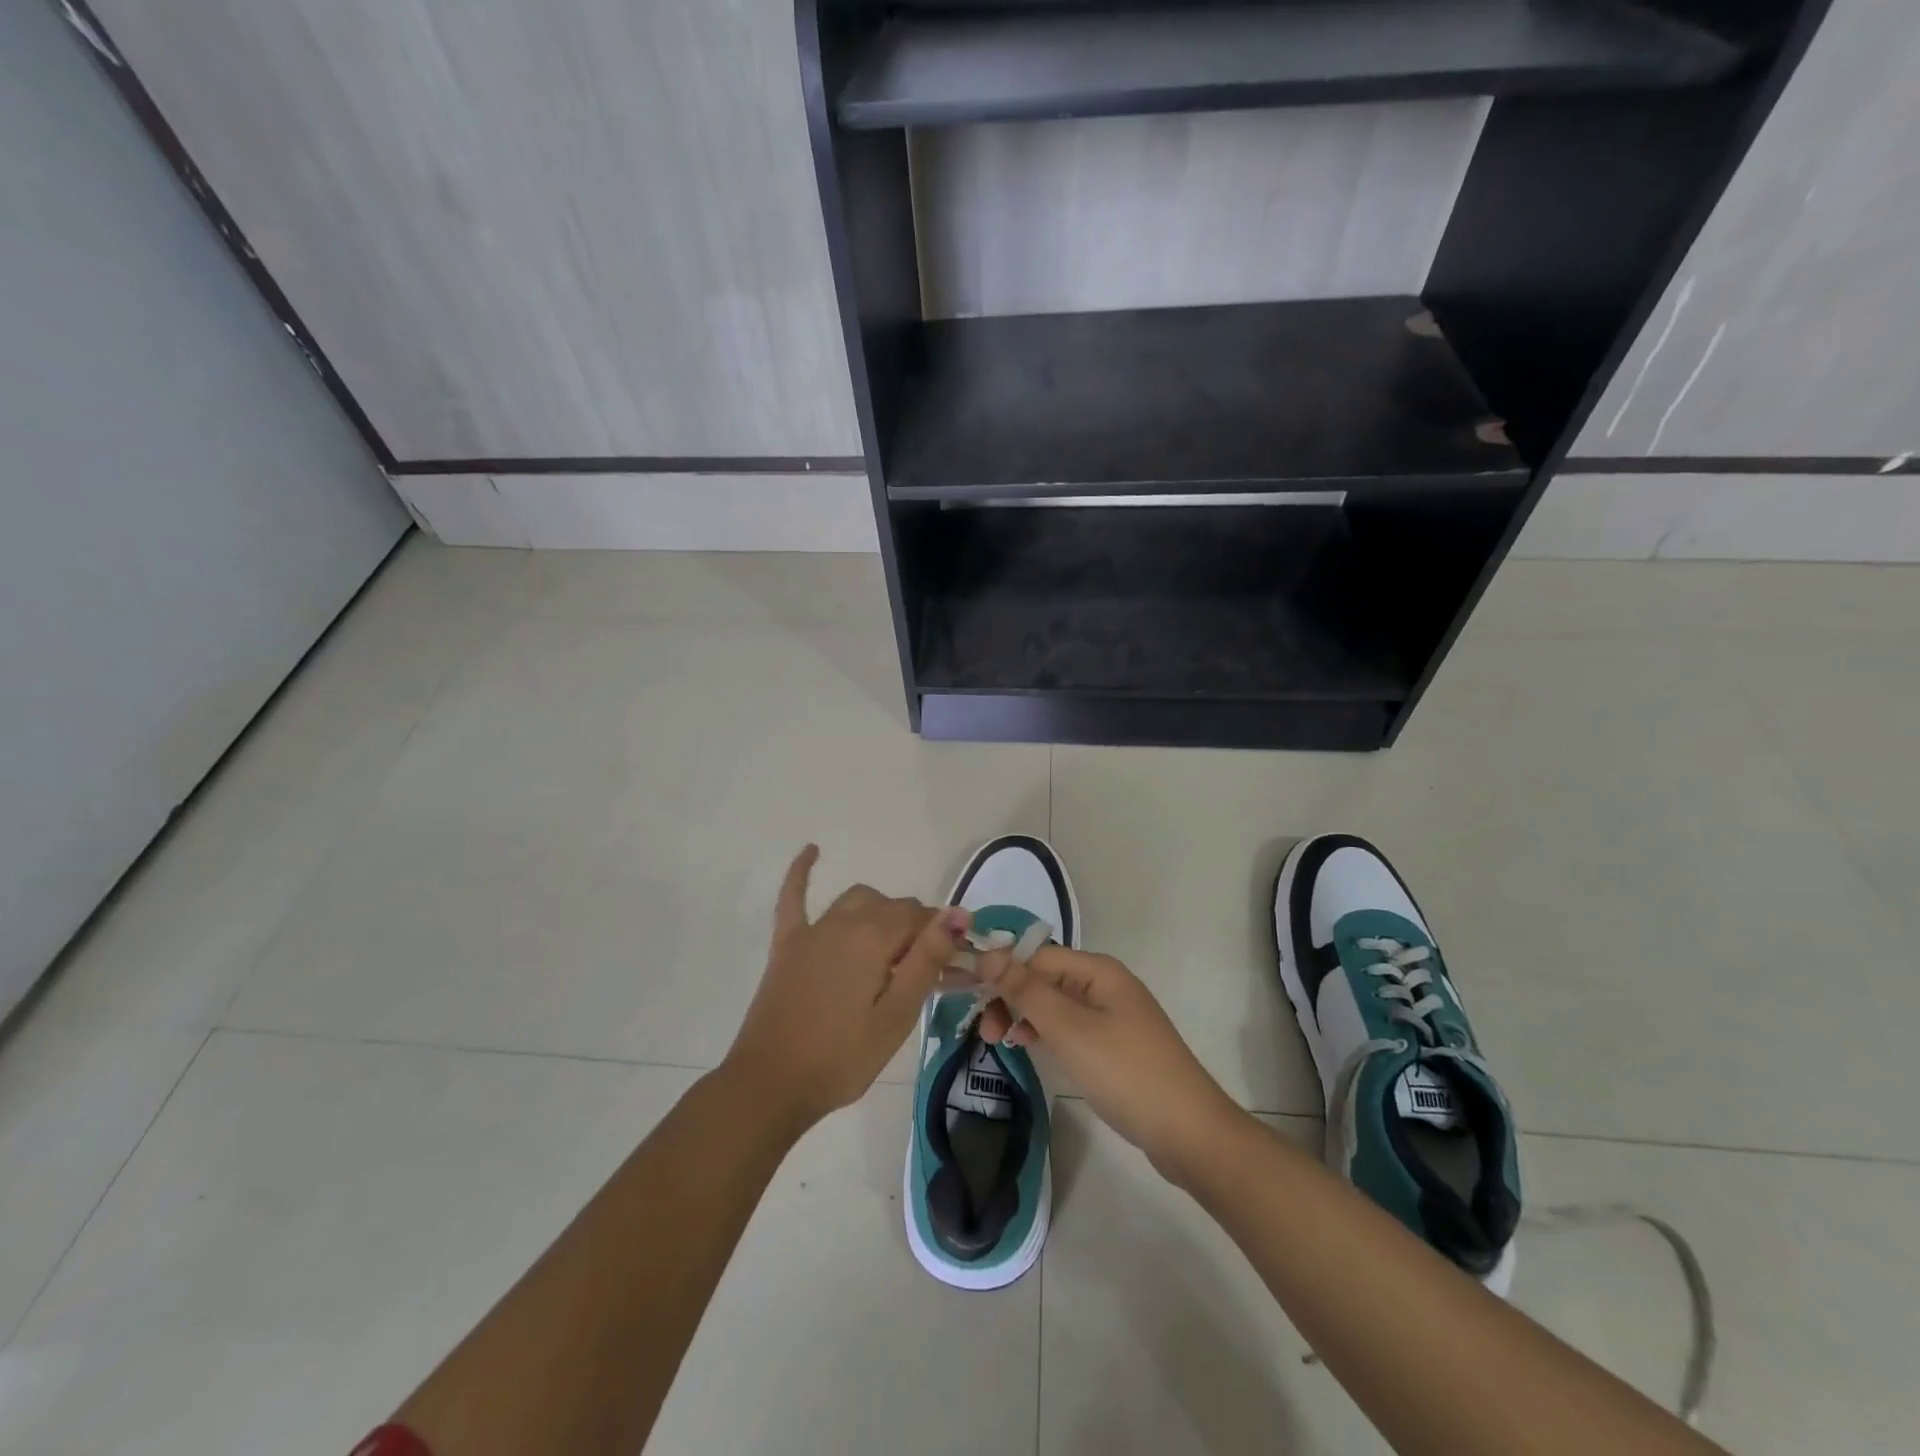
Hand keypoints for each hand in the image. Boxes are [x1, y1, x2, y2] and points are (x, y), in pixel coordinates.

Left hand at [724, 845, 964, 1130]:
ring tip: (892, 945)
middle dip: (915, 929)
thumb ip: (926, 960)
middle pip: (892, 908)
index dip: (942, 937)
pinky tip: (812, 850)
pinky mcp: (787, 944)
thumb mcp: (897, 1015)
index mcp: (874, 938)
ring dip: (880, 912)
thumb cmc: (842, 1057)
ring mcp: (812, 930)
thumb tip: (957, 914)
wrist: (771, 1085)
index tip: (954, 965)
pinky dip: (802, 872)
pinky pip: (793, 897)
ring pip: (857, 900)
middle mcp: (844, 921)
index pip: (920, 918)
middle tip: (926, 970)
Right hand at [976, 944, 1244, 1183]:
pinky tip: (1027, 1046)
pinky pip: (1069, 1026)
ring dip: (1023, 1016)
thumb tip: (988, 952)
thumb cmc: (1125, 1073)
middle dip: (1010, 996)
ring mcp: (1112, 1016)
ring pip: (1054, 1004)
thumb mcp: (1069, 1029)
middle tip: (983, 1031)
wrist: (1189, 1133)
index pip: (1037, 956)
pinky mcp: (1114, 1045)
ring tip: (997, 1042)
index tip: (966, 992)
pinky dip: (1044, 1033)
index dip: (1001, 969)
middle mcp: (1105, 984)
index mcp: (1098, 970)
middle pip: (1045, 978)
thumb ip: (1027, 990)